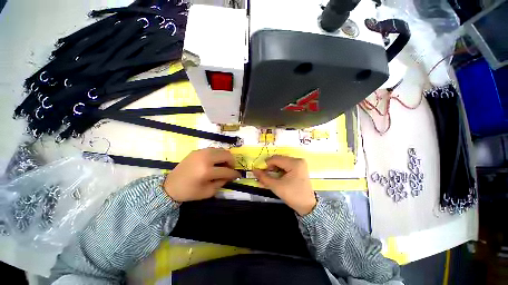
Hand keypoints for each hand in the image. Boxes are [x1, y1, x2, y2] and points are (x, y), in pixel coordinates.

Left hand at [164, 148, 240, 201]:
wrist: (170, 186)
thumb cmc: (189, 192)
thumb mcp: (208, 192)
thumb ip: (221, 182)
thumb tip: (230, 175)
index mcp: (206, 171)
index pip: (226, 171)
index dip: (234, 174)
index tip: (238, 176)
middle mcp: (205, 158)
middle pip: (226, 155)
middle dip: (232, 162)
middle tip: (230, 169)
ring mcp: (200, 152)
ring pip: (221, 150)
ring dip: (225, 157)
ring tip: (223, 165)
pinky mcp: (197, 150)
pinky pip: (213, 149)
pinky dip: (218, 155)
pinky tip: (215, 162)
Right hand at [252, 155, 316, 215]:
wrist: (307, 206)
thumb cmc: (292, 195)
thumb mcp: (276, 186)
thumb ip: (264, 177)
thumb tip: (254, 170)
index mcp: (294, 163)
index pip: (275, 159)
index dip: (266, 165)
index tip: (261, 173)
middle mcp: (298, 160)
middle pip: (279, 160)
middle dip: (270, 167)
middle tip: (265, 176)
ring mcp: (299, 164)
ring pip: (281, 162)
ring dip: (274, 169)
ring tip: (270, 178)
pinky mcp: (299, 168)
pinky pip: (286, 166)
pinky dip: (279, 170)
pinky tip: (276, 177)